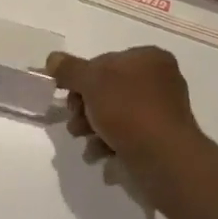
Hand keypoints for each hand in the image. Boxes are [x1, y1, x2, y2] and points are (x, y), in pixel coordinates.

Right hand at [47, 46, 201, 163]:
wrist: (164, 159)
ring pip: (114, 115)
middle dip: (84, 108)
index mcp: (149, 59)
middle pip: (107, 90)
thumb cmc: (129, 111)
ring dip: (92, 129)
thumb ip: (69, 69)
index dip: (81, 79)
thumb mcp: (91, 82)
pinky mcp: (159, 139)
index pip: (104, 62)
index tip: (68, 97)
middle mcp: (159, 81)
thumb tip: (53, 59)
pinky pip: (127, 136)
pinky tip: (100, 155)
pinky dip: (110, 144)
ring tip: (85, 142)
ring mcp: (161, 112)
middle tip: (75, 123)